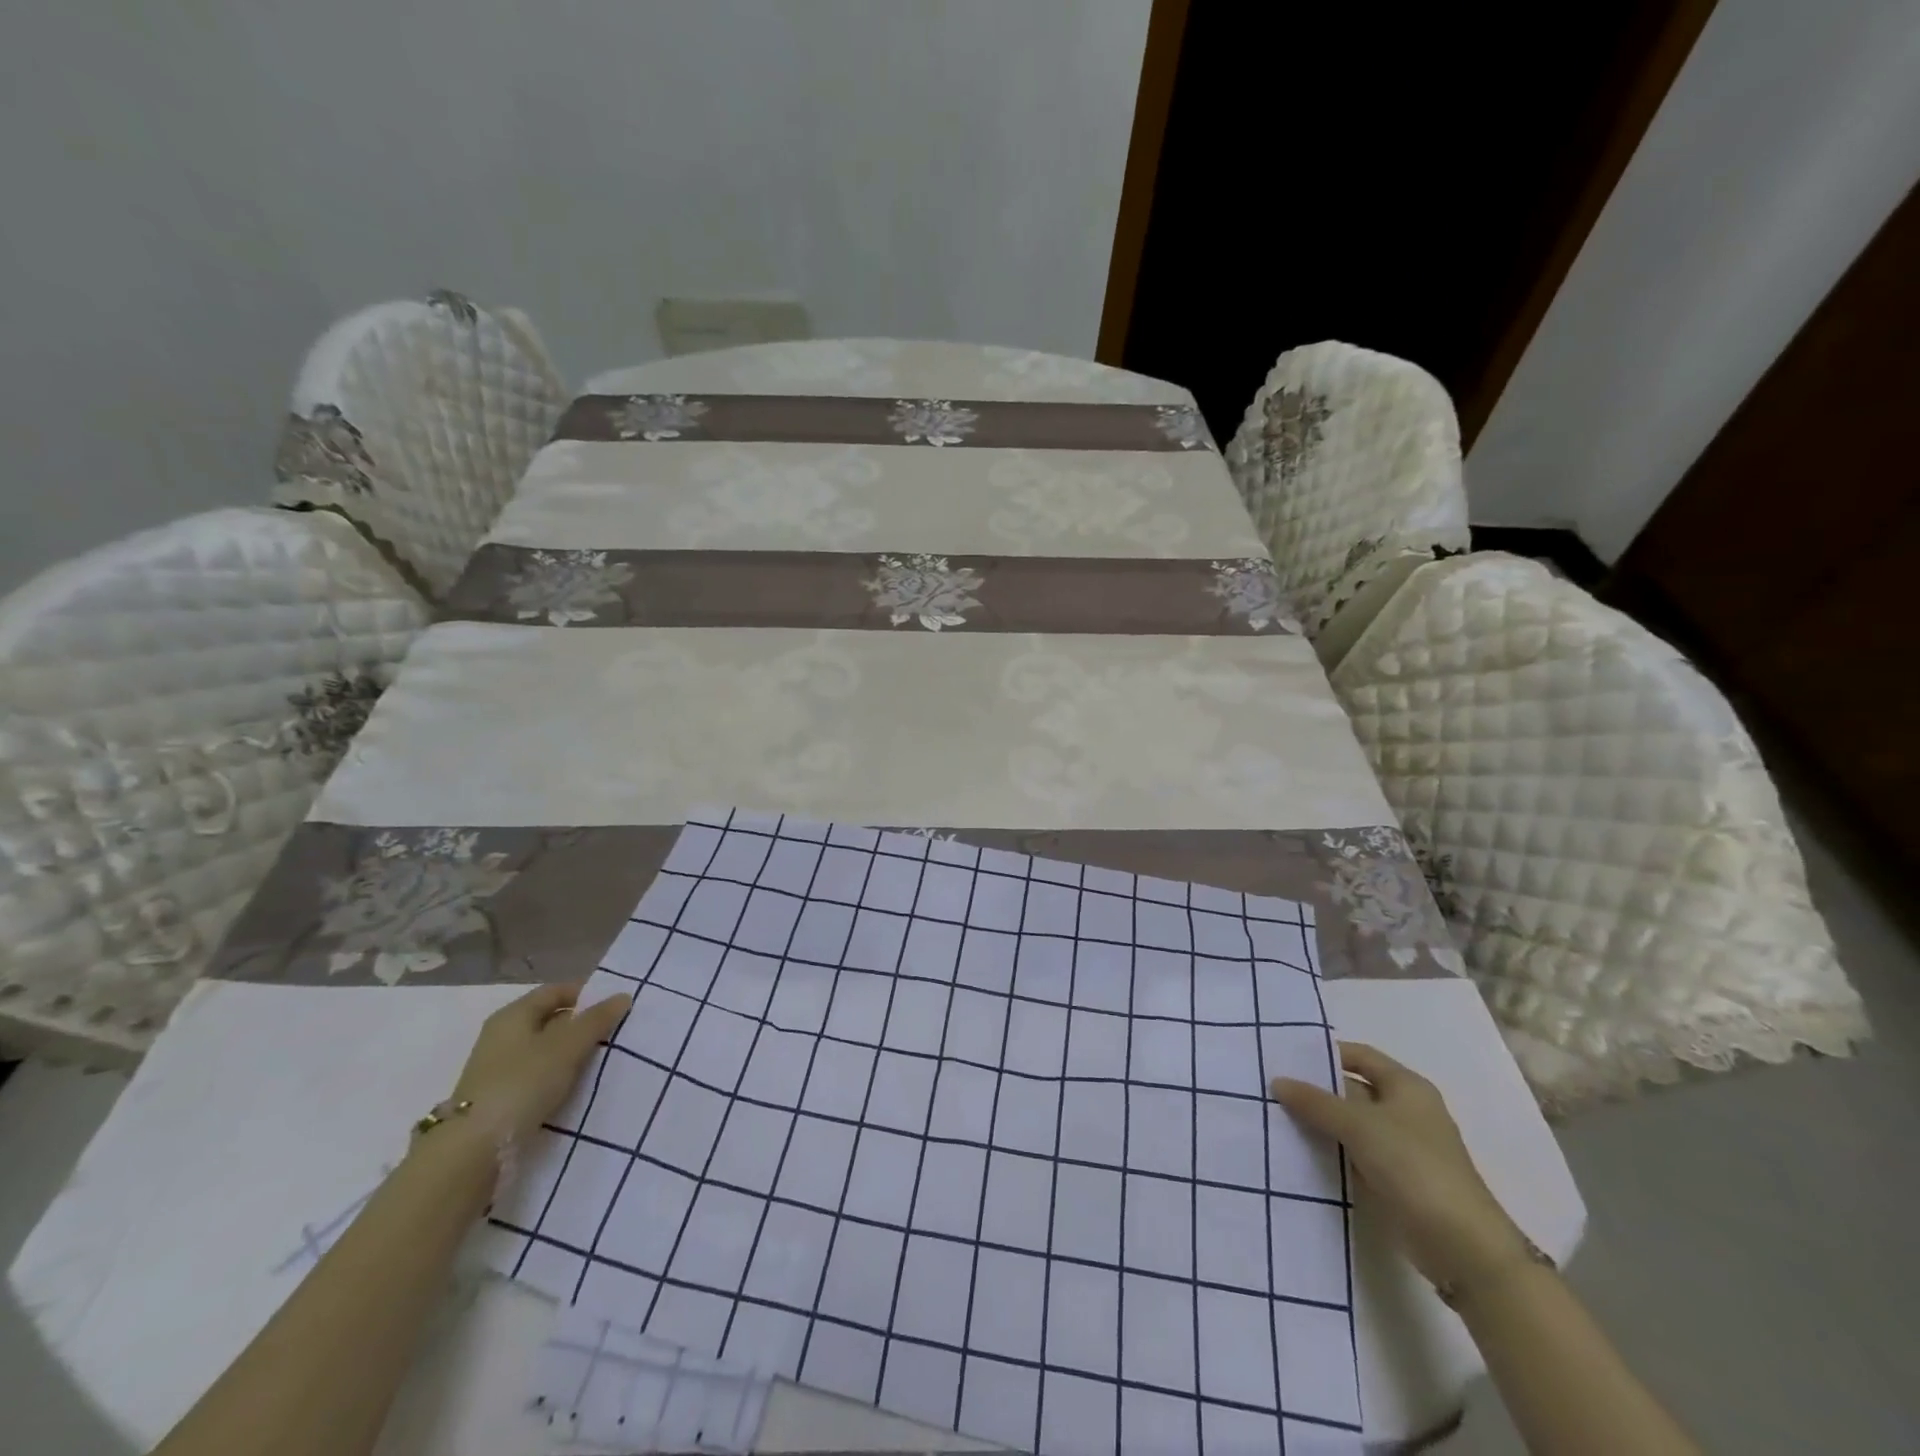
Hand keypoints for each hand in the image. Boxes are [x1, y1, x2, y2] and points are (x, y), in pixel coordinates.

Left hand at [448, 981, 632, 1149]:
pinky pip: (538, 1075)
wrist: (472, 1150)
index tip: (614, 1006)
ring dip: (572, 1053)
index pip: (555, 991)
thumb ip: (596, 1020)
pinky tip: (576, 1087)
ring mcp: (498, 1068)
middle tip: (614, 1034)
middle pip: (550, 1019)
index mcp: (513, 1015)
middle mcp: (502, 1036)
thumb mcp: (567, 1046)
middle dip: (582, 1024)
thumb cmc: (522, 1083)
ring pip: (545, 1049)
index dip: (586, 994)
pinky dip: (558, 1075)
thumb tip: (623, 996)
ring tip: (601, 1061)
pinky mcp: (500, 1097)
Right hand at [1271, 1041, 1531, 1290]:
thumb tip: (1277, 1081)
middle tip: (1271, 1088)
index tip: (1286, 1057)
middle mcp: (1405, 1111)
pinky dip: (1330, 1151)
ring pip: (1350, 1124)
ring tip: (1274, 1116)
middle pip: (1352, 1090)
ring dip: (1319, 1123)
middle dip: (1316, 1090)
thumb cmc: (1414, 1166)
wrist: (1462, 1246)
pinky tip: (1297, 1150)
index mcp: (1406, 1086)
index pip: (1359, 1056)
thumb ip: (1316, 1102)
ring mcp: (1400, 1147)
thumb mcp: (1359, 1125)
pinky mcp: (1394, 1179)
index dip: (1325, 1053)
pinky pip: (1354, 1154)